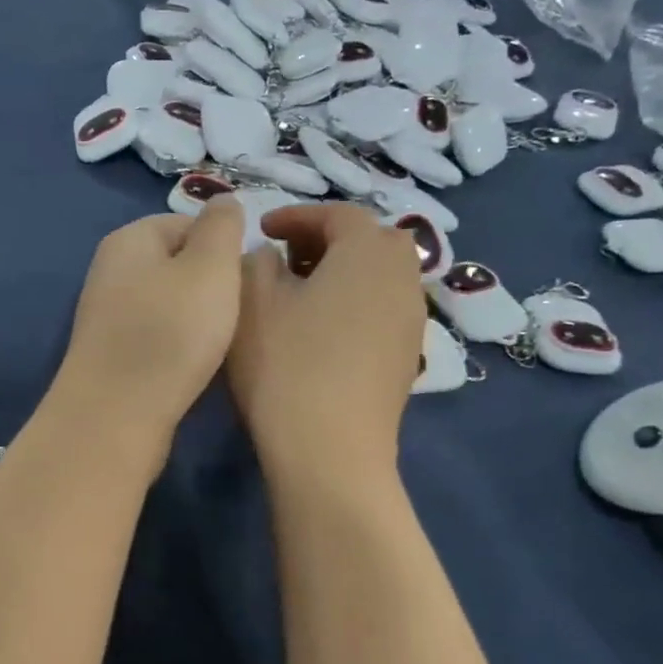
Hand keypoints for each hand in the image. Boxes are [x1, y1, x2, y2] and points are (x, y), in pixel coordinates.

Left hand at [55, 199, 245, 443]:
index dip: (224, 248)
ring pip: (169, 304)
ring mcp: (106, 315)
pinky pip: (156, 336)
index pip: (188, 223)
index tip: (245, 280)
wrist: (116, 414)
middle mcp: (110, 271)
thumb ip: (222, 226)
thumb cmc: (170, 331)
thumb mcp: (210, 266)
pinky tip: (192, 365)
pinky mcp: (110, 355)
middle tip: (236, 313)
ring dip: (197, 319)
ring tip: (217, 342)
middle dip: (212, 285)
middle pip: (178, 265)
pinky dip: (177, 346)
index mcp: (129, 239)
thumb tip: (224, 201)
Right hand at [227, 203, 426, 462]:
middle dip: (326, 240)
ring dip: (342, 272)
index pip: (336, 214)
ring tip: (301, 294)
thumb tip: (273, 257)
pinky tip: (320, 331)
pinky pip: (382, 309)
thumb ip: (257, 262)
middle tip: (286, 258)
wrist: (329, 449)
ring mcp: (411, 320)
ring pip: (379, 276)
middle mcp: (402, 277)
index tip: (262, 230)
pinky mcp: (406, 357)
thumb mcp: (251, 301)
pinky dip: (354, 303)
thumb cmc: (285, 365)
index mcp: (367, 251)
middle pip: (369, 240)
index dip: (296, 216)